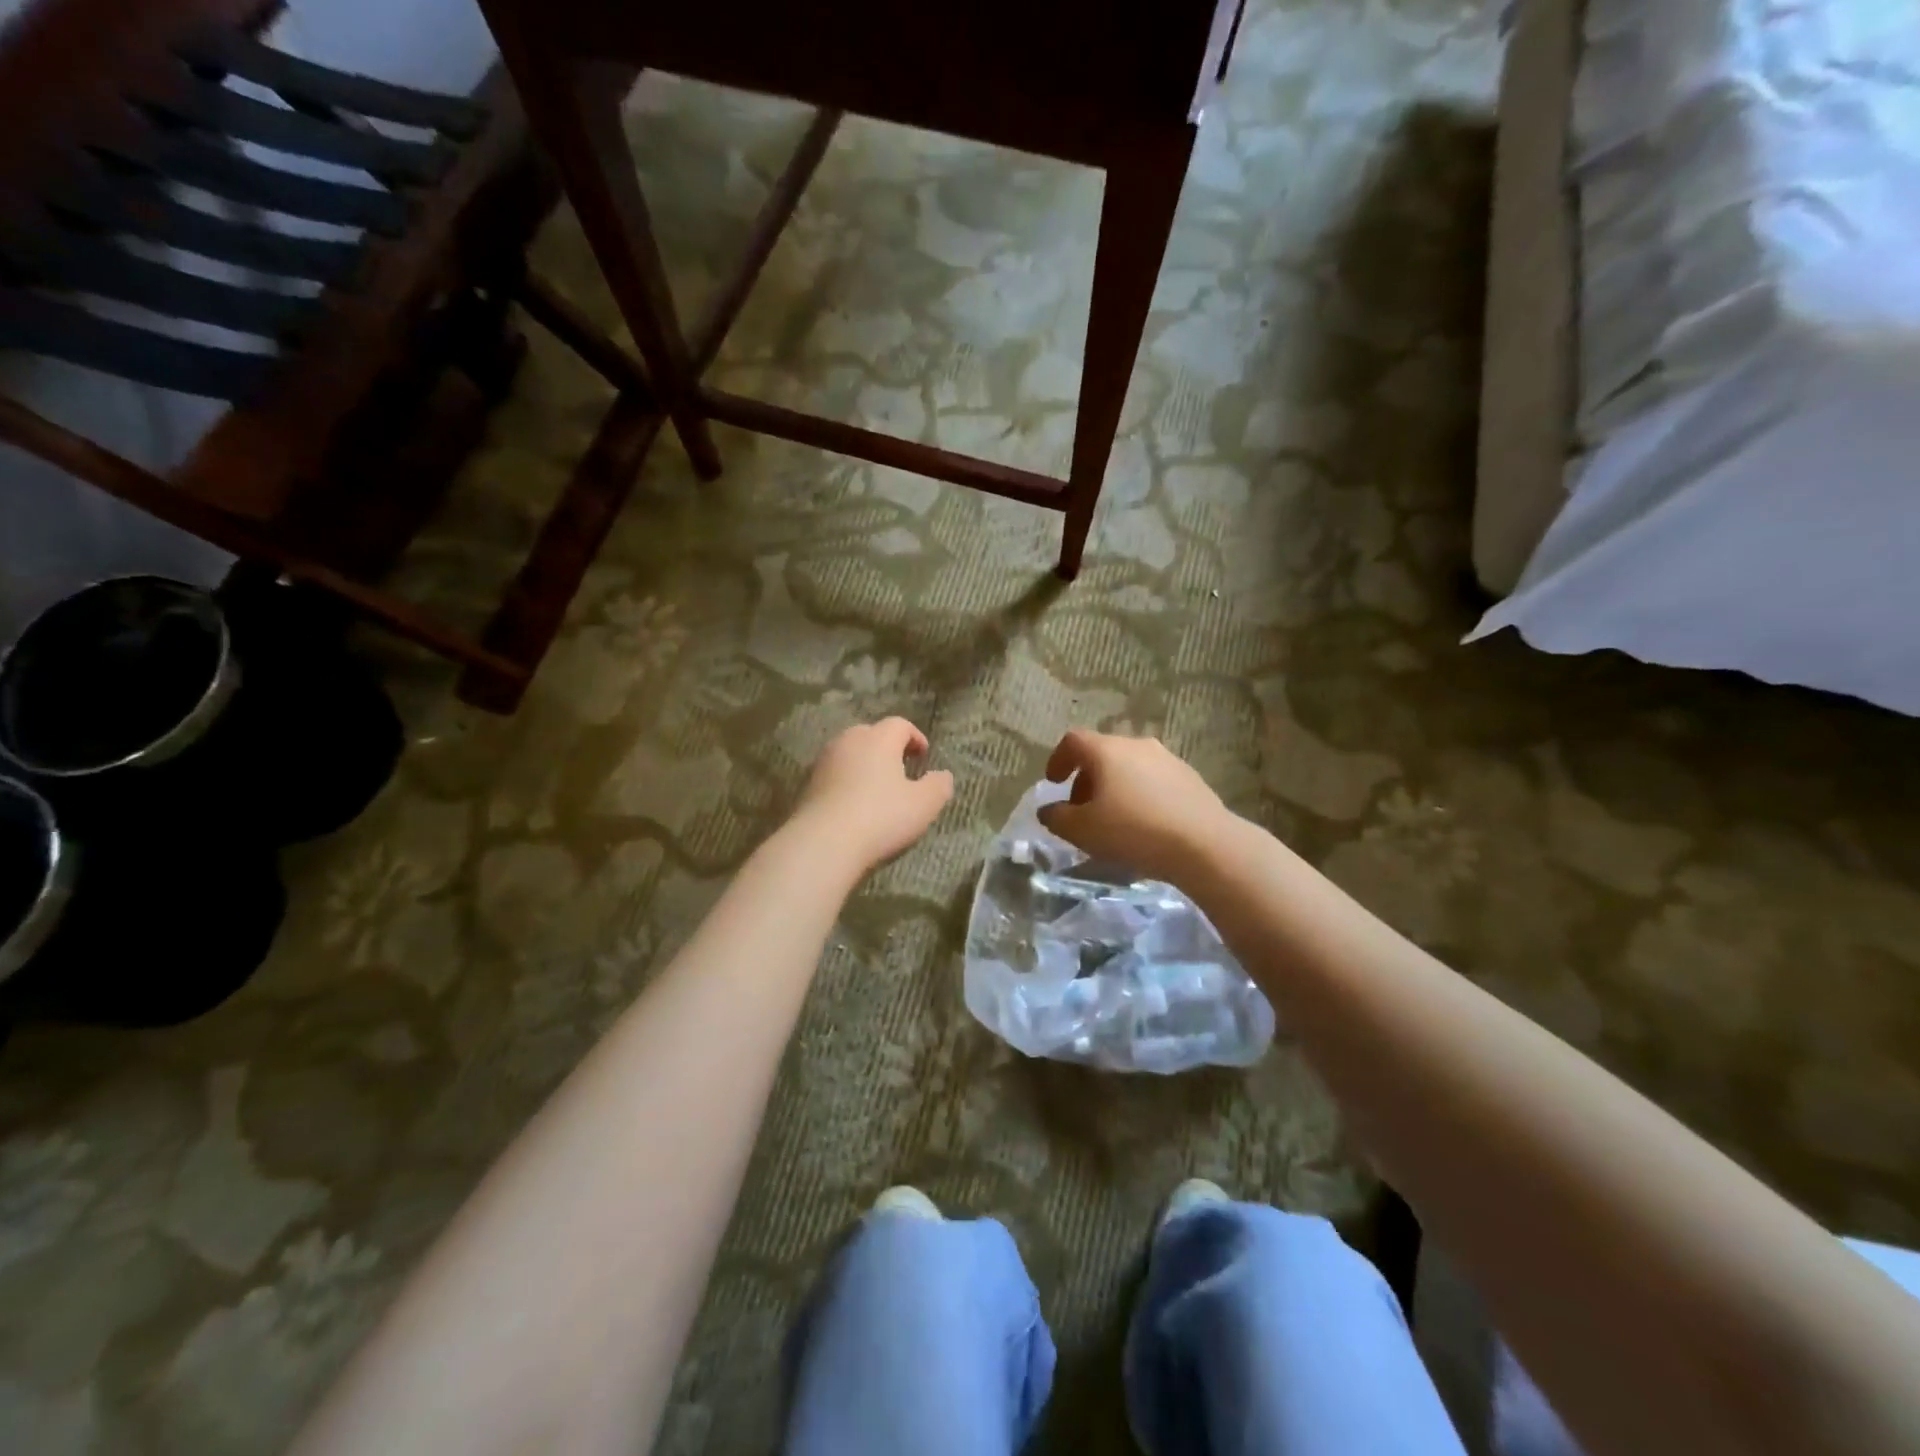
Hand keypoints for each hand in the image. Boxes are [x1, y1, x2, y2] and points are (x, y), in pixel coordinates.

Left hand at [793, 718, 954, 873]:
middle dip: (887, 747)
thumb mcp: (923, 805)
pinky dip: (846, 781)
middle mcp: (849, 741)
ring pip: (849, 752)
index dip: (915, 737)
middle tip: (901, 768)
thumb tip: (943, 775)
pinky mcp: (807, 784)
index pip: (900, 725)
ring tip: (877, 787)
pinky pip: (834, 774)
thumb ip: (939, 786)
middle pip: (871, 734)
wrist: (823, 843)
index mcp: (878, 739)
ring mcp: (824, 762)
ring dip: (864, 764)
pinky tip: (853, 804)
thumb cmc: (881, 817)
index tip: (923, 756)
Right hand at [1038, 730, 1232, 884]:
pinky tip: (1144, 824)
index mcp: (1107, 750)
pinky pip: (1154, 780)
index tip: (1054, 783)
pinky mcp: (1191, 778)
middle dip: (1086, 779)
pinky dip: (1140, 794)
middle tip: (1081, 809)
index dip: (1058, 760)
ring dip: (1114, 787)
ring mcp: (1168, 759)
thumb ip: (1057, 817)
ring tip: (1113, 819)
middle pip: (1102, 753)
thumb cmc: (1133, 831)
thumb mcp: (1082, 830)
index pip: (1073, 741)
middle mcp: (1137, 745)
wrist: (1204, 844)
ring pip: (1130, 766)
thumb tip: (1049, 810)